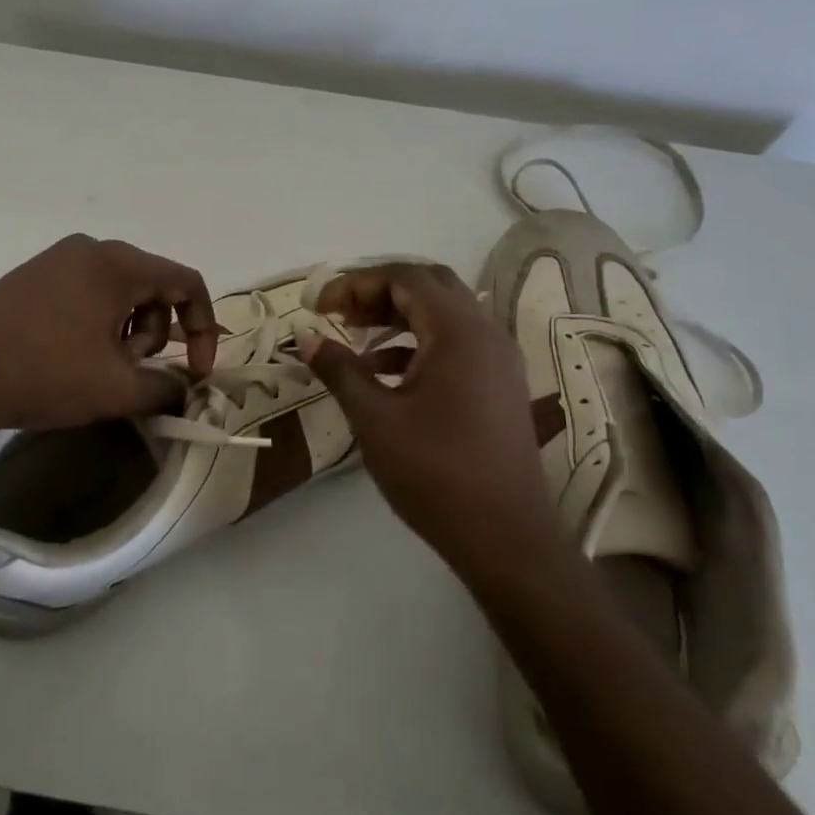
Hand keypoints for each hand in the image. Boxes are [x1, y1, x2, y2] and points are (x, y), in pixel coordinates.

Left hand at [0, 234, 217, 434]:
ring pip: (119, 293)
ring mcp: (56, 260)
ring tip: (99, 369)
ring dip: (126, 333)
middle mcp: (90, 250)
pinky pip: (87, 294)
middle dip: (156, 335)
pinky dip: (98, 325)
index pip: (187, 282)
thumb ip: (167, 389)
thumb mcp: (117, 389)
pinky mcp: (32, 277)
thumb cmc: (46, 373)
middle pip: (153, 287)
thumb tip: (185, 391)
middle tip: (132, 372)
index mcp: (118, 264)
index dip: (204, 329)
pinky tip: (73, 357)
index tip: (198, 372)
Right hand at [303, 262, 559, 578]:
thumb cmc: (436, 474)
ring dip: (399, 316)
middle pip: (429, 286)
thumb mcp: (375, 420)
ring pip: (444, 314)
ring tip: (355, 339)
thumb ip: (340, 371)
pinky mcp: (499, 384)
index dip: (357, 283)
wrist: (506, 537)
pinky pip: (456, 342)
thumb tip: (308, 339)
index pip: (405, 277)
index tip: (320, 306)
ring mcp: (498, 359)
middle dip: (379, 291)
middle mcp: (485, 333)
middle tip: (340, 314)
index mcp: (458, 331)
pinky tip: (386, 373)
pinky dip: (419, 343)